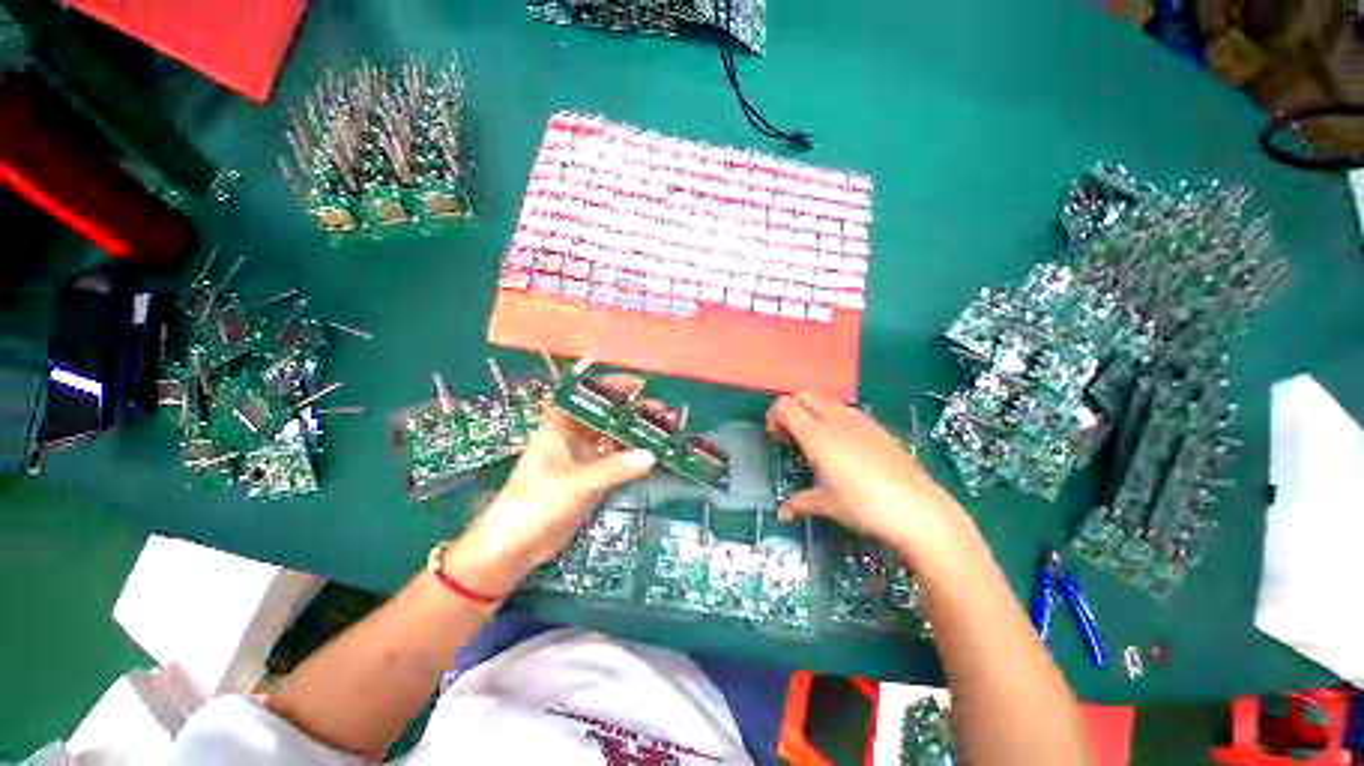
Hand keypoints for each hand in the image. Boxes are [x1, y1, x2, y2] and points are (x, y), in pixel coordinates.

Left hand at [445, 403, 654, 595]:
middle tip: (661, 410)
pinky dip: (634, 458)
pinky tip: (654, 455)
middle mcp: (574, 438)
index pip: (588, 396)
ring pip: (615, 439)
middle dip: (632, 411)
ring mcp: (585, 459)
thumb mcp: (575, 482)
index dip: (612, 386)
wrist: (515, 546)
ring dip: (637, 434)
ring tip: (665, 430)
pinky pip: (618, 463)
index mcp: (561, 426)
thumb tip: (651, 455)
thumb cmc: (536, 502)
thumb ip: (614, 468)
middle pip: (607, 416)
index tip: (639, 384)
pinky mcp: (593, 479)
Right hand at [766, 390, 964, 555]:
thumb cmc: (864, 506)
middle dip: (791, 408)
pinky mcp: (877, 426)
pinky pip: (845, 409)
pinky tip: (843, 446)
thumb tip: (783, 513)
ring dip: (812, 410)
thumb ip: (800, 503)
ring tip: (816, 440)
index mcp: (816, 435)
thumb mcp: (827, 505)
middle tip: (792, 435)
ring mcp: (859, 419)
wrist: (919, 510)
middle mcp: (835, 419)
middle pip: (803, 394)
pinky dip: (833, 417)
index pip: (784, 405)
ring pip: (825, 399)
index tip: (777, 439)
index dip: (774, 417)